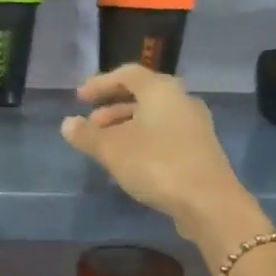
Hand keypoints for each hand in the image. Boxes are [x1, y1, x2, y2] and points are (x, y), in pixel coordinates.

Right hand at [61, 65, 263, 250]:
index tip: (79, 98)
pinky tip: (128, 162)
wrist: (208, 201)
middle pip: (142, 96)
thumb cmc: (156, 165)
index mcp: (161, 90)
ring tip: (104, 147)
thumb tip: (67, 124)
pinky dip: (142, 141)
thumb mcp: (112, 150)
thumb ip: (87, 135)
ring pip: (153, 118)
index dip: (100, 84)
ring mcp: (194, 126)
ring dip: (126, 127)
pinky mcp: (199, 149)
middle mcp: (181, 100)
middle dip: (112, 108)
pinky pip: (164, 135)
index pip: (127, 74)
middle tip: (90, 125)